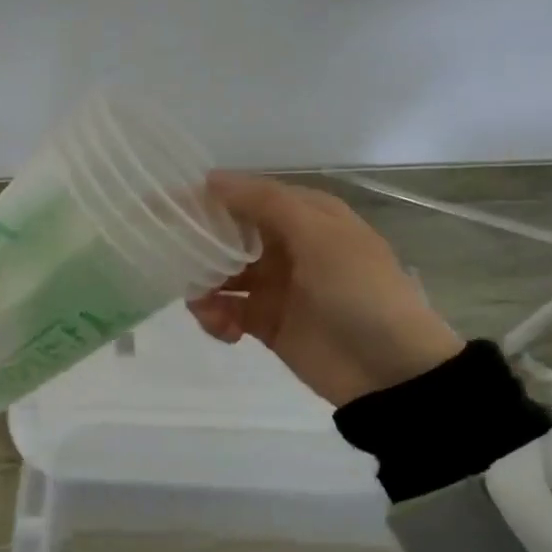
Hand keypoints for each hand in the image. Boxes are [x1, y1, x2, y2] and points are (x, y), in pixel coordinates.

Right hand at [188, 172, 464, 407]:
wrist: (390, 371)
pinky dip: (215, 317)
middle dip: (197, 247)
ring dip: (203, 287)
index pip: (243, 197)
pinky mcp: (265, 323)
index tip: (161, 207)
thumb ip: (265, 204)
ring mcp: (274, 286)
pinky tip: (224, 330)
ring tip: (203, 306)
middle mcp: (285, 245)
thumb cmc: (359, 292)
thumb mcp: (320, 236)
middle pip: (226, 236)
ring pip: (219, 274)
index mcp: (303, 216)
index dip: (204, 200)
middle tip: (171, 260)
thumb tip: (211, 179)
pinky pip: (225, 311)